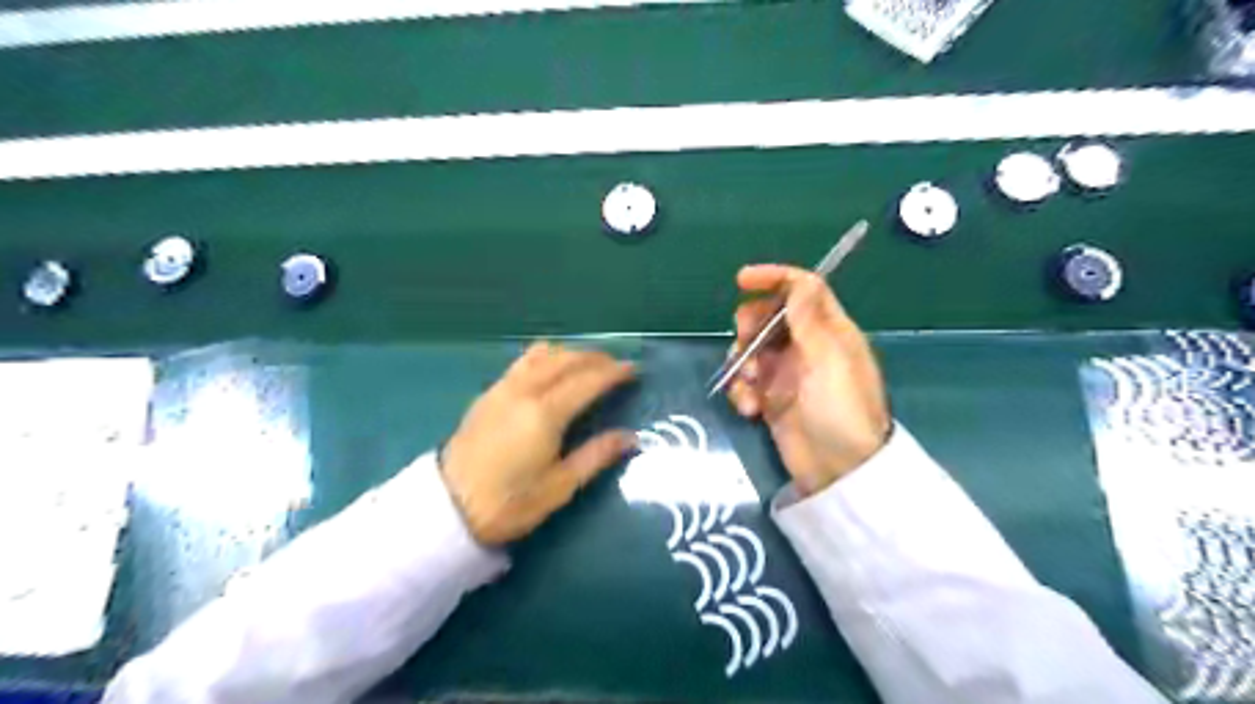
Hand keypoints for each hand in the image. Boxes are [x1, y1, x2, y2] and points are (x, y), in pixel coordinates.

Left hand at [440, 341, 638, 544]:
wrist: (447, 509)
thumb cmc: (509, 503)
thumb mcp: (560, 486)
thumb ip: (596, 456)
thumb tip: (630, 437)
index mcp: (545, 413)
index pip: (587, 380)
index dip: (613, 373)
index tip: (634, 370)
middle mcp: (524, 390)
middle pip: (566, 359)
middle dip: (595, 358)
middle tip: (616, 367)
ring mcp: (502, 388)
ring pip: (543, 354)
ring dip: (570, 354)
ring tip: (587, 366)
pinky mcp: (488, 393)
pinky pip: (523, 362)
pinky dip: (546, 358)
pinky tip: (552, 372)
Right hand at [727, 263, 892, 494]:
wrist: (838, 470)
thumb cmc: (840, 409)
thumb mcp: (828, 359)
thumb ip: (809, 319)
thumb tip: (800, 280)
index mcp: (829, 330)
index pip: (802, 289)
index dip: (774, 278)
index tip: (742, 280)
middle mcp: (807, 347)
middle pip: (769, 318)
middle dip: (751, 326)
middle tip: (746, 343)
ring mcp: (787, 374)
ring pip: (751, 350)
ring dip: (742, 363)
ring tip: (749, 386)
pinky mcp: (771, 400)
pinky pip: (745, 383)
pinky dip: (741, 391)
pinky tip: (750, 409)